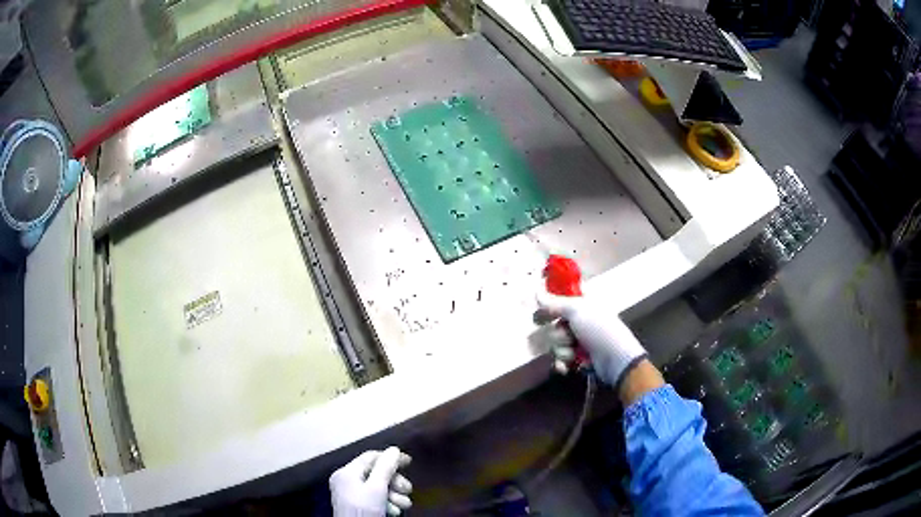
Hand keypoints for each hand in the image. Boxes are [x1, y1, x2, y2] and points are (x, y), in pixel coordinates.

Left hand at [330, 447, 412, 516]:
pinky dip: (387, 503)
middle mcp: (347, 481)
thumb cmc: (364, 509)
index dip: (391, 457)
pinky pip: (376, 499)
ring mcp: (352, 495)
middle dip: (395, 482)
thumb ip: (386, 467)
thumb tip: (394, 450)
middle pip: (377, 473)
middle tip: (407, 490)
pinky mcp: (359, 507)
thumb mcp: (377, 488)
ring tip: (403, 505)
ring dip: (395, 495)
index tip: (409, 462)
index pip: (370, 457)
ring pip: (379, 488)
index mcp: (347, 472)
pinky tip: (394, 511)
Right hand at [537, 291, 646, 385]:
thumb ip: (555, 302)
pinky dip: (562, 364)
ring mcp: (579, 342)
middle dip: (558, 335)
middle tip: (568, 336)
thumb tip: (536, 292)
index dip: (549, 306)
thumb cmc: (599, 329)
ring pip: (555, 345)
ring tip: (574, 353)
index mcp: (582, 305)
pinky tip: (567, 366)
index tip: (541, 313)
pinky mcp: (577, 359)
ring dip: (562, 351)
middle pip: (554, 326)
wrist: (615, 359)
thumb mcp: (577, 310)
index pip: (560, 301)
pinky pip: (559, 360)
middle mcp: (579, 322)